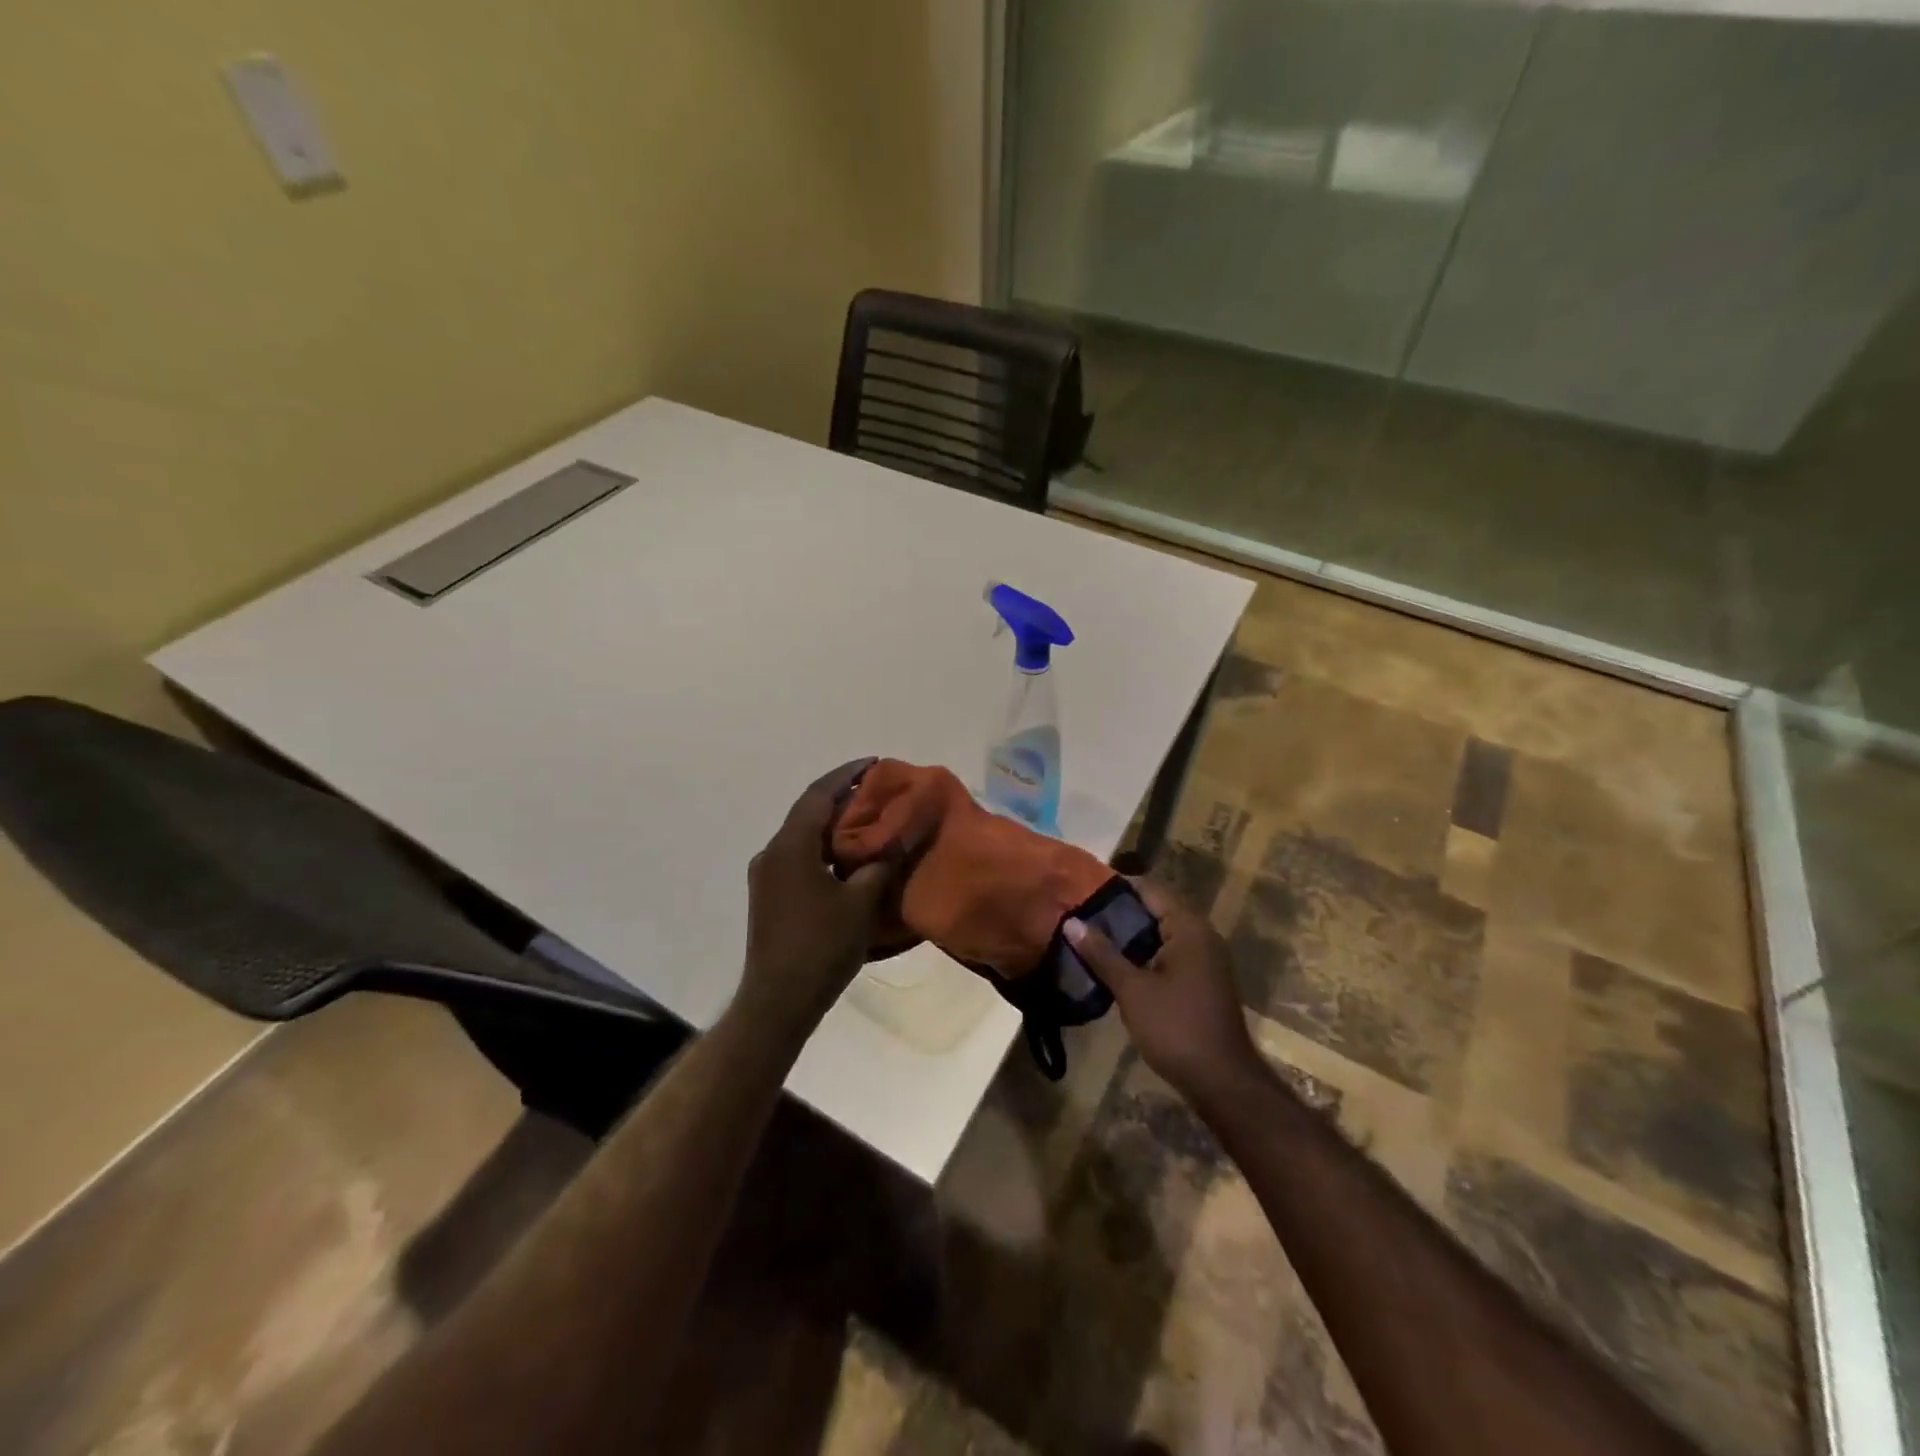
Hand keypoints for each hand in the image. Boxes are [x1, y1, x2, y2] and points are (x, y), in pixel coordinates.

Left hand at [737, 759, 905, 1037]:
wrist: (777, 1000)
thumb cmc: (821, 946)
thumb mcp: (861, 902)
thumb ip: (881, 862)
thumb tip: (900, 835)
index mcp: (791, 846)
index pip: (819, 794)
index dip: (847, 775)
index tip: (874, 763)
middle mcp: (772, 852)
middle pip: (808, 811)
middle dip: (841, 796)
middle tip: (877, 791)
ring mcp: (766, 874)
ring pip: (802, 835)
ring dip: (832, 823)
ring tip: (867, 819)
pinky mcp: (769, 895)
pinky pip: (798, 855)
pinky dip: (823, 846)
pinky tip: (846, 856)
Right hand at [1064, 878, 1261, 1106]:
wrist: (1222, 1082)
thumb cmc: (1176, 1028)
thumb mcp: (1132, 990)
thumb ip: (1102, 954)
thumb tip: (1071, 922)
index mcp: (1188, 928)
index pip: (1150, 889)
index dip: (1117, 887)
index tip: (1083, 890)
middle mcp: (1202, 936)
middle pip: (1156, 909)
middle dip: (1120, 912)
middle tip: (1081, 915)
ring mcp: (1205, 960)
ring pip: (1162, 934)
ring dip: (1131, 936)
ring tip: (1091, 938)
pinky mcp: (1203, 981)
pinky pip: (1169, 954)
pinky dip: (1145, 954)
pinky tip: (1117, 966)